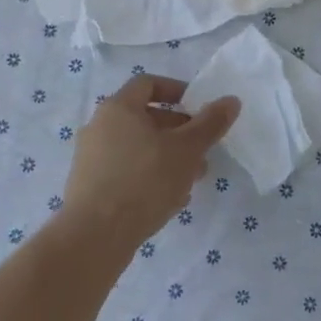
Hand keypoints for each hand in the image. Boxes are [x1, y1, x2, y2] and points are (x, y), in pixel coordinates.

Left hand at [62, 75, 239, 245]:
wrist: (95, 237)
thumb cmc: (144, 181)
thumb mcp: (187, 150)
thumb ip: (210, 123)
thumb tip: (231, 100)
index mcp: (118, 108)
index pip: (148, 84)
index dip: (177, 90)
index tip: (199, 107)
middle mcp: (99, 126)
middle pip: (145, 118)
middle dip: (178, 132)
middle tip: (202, 150)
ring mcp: (91, 158)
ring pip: (138, 148)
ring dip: (167, 157)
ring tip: (191, 180)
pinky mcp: (89, 186)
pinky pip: (126, 171)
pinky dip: (148, 176)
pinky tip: (169, 200)